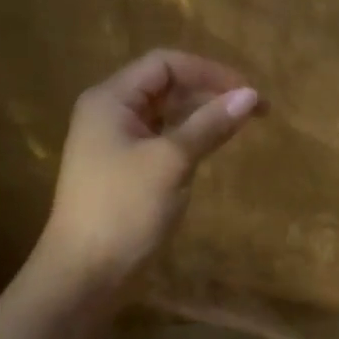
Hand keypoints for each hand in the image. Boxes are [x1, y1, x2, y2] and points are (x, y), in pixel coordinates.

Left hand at [35, 50, 261, 293]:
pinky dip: (190, 137)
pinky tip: (213, 147)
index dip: (209, 71)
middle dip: (209, 91)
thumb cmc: (124, 210)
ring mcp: (116, 142)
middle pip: (166, 85)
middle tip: (253, 110)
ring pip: (166, 113)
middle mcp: (110, 112)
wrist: (85, 275)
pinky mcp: (125, 168)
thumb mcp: (172, 161)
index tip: (248, 92)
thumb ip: (210, 124)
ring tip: (240, 125)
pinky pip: (163, 138)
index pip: (165, 64)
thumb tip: (252, 95)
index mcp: (110, 100)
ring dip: (202, 114)